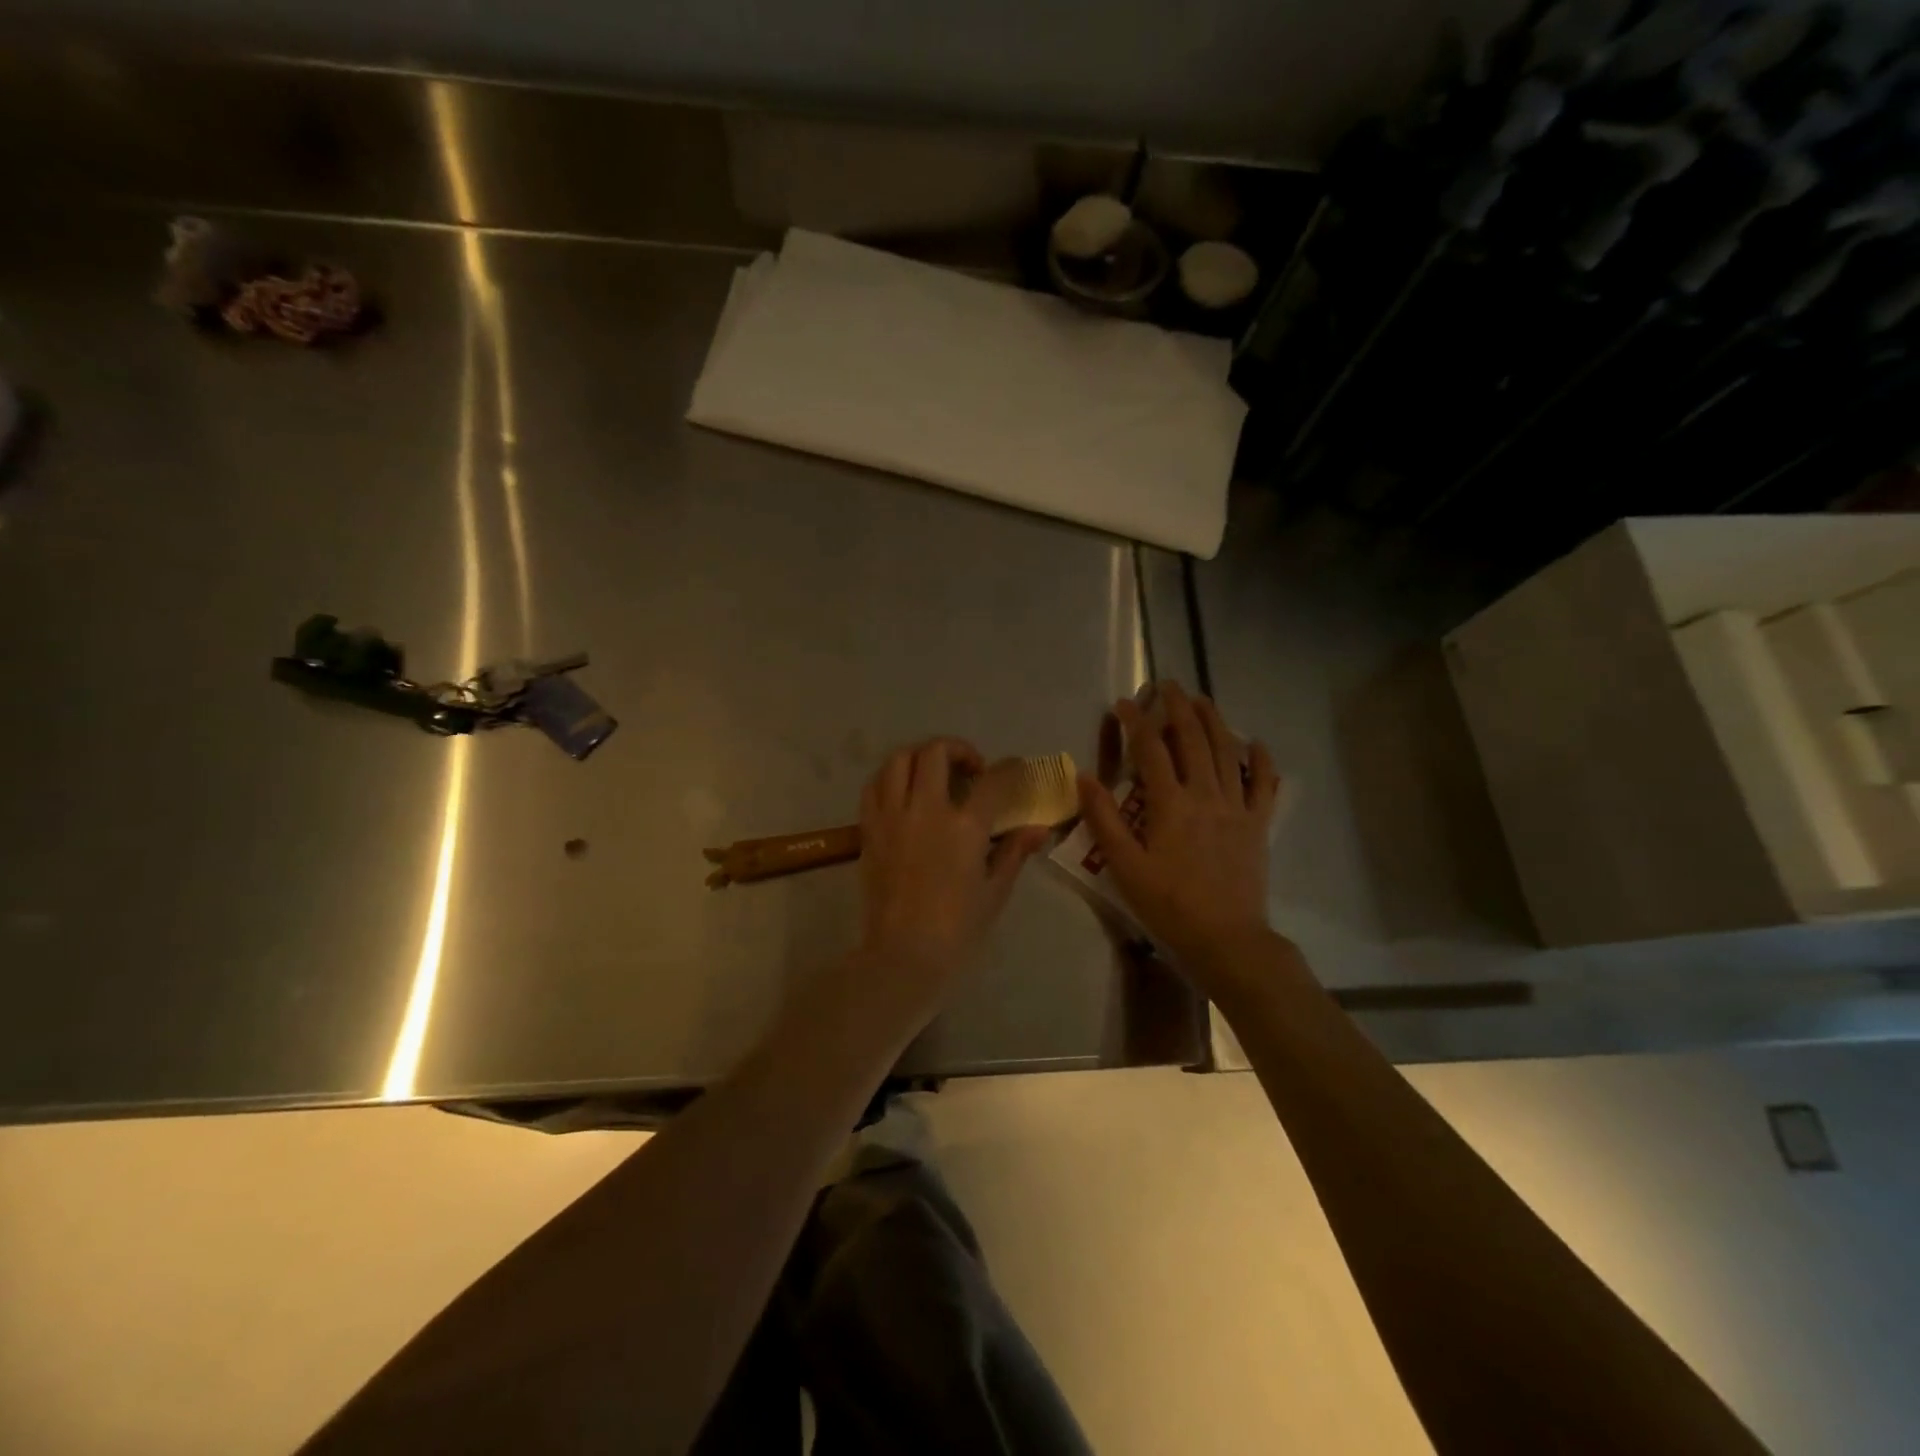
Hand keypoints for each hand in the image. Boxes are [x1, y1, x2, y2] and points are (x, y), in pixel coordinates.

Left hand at [853, 738, 1049, 1024]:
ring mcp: (892, 816)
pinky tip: (903, 791)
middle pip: (937, 752)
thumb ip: (1014, 852)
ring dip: (920, 756)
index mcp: (965, 827)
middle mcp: (926, 810)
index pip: (992, 780)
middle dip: (958, 749)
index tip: (1015, 768)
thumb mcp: (994, 891)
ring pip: (899, 760)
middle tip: (970, 769)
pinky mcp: (869, 829)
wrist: (902, 954)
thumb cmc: (957, 928)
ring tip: (933, 772)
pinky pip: (874, 786)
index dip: (1009, 768)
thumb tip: (1038, 829)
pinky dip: (890, 777)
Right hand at [1077, 683, 1281, 990]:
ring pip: (1227, 751)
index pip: (1150, 750)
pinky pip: (1264, 784)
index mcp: (1170, 804)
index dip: (1136, 722)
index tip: (1123, 703)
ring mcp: (1237, 807)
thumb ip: (1103, 819)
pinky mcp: (1257, 823)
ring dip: (1213, 720)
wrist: (1226, 939)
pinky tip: (1256, 743)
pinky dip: (1260, 760)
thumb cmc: (1169, 905)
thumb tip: (1084, 777)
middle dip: (1178, 707)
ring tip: (1201, 699)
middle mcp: (1206, 794)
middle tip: (1166, 686)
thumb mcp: (1124, 866)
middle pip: (1193, 738)